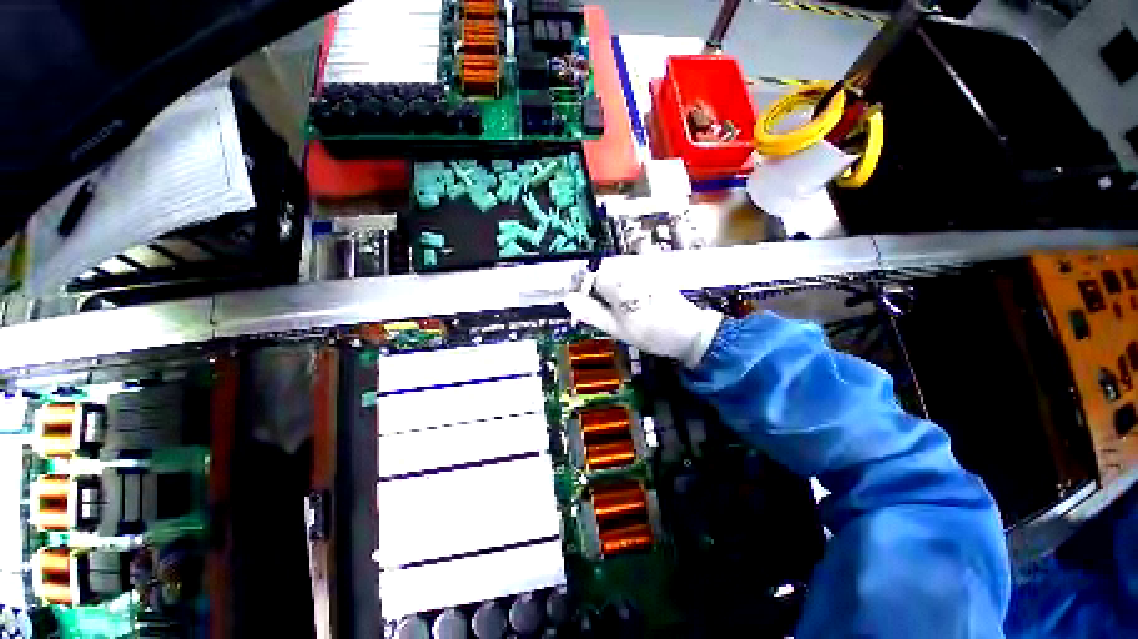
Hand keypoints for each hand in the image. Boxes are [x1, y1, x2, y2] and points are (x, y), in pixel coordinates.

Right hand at [563, 263, 722, 368]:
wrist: (689, 333)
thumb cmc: (650, 333)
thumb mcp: (616, 328)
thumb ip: (591, 312)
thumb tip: (568, 299)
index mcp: (618, 282)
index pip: (591, 277)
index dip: (587, 293)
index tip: (589, 310)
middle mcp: (630, 269)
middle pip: (604, 272)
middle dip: (601, 290)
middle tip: (608, 312)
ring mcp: (644, 268)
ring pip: (617, 272)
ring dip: (613, 288)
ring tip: (622, 309)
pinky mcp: (654, 272)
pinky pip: (631, 273)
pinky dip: (626, 285)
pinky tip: (634, 301)